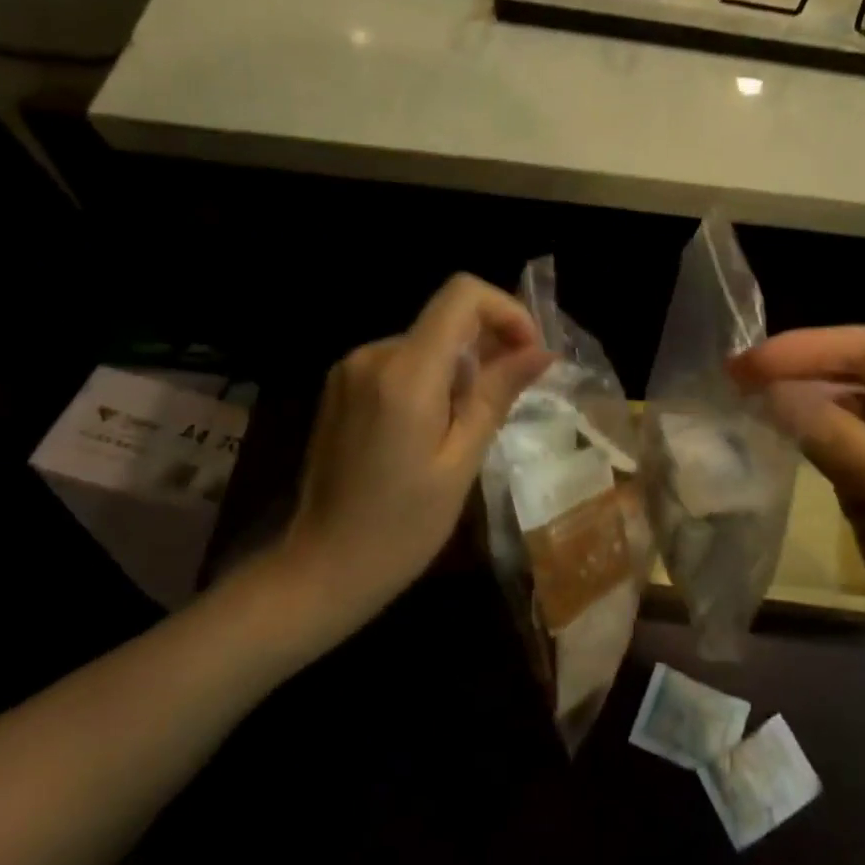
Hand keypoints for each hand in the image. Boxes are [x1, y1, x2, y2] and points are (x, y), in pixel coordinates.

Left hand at [261, 274, 552, 645]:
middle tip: (507, 404)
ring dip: (460, 370)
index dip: (506, 311)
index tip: (528, 354)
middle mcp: (372, 356)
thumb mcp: (462, 462)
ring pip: (427, 343)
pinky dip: (430, 380)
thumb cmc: (401, 528)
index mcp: (404, 374)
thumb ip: (498, 394)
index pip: (462, 295)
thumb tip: (542, 351)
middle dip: (488, 348)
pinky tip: (432, 430)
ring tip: (465, 429)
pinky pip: (401, 362)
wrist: (321, 568)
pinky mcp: (341, 386)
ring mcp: (350, 369)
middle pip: (447, 319)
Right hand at [732, 327, 864, 711]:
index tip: (747, 364)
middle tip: (732, 379)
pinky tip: (767, 441)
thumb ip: (831, 432)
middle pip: (850, 377)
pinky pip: (833, 454)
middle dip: (795, 375)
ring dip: (794, 409)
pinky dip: (801, 445)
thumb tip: (766, 392)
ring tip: (739, 404)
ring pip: (837, 415)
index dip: (805, 349)